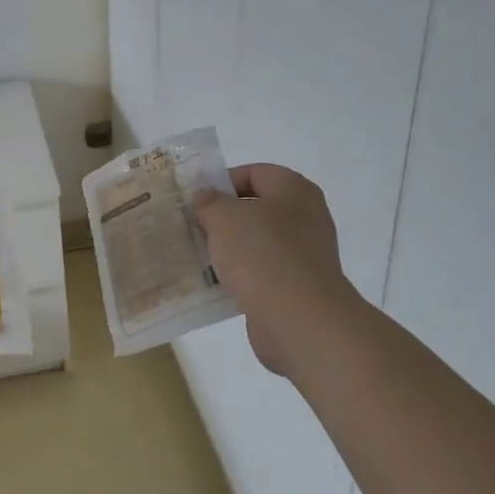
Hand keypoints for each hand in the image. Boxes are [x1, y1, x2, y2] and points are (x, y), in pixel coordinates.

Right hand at [190, 165, 360, 376]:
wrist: (300, 320)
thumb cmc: (262, 254)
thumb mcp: (224, 217)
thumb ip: (209, 202)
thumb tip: (204, 198)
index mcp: (294, 190)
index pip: (254, 172)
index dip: (221, 181)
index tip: (194, 199)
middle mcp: (304, 217)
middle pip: (255, 208)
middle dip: (221, 217)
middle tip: (190, 226)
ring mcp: (303, 254)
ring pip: (256, 242)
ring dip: (227, 249)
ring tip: (195, 255)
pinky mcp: (296, 287)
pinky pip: (260, 273)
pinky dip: (238, 276)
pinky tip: (213, 284)